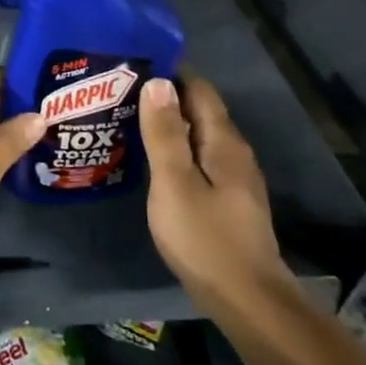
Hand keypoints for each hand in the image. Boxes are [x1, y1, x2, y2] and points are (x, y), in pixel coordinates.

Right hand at [139, 72, 294, 314]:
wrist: (246, 298)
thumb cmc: (204, 238)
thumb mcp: (174, 183)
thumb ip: (164, 134)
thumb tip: (157, 82)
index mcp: (223, 143)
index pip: (199, 90)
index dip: (169, 73)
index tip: (132, 66)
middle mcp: (234, 152)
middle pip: (200, 111)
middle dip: (164, 97)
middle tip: (119, 92)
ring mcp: (234, 177)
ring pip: (198, 136)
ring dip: (168, 124)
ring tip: (128, 119)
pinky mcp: (227, 199)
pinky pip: (198, 158)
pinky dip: (175, 149)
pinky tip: (151, 159)